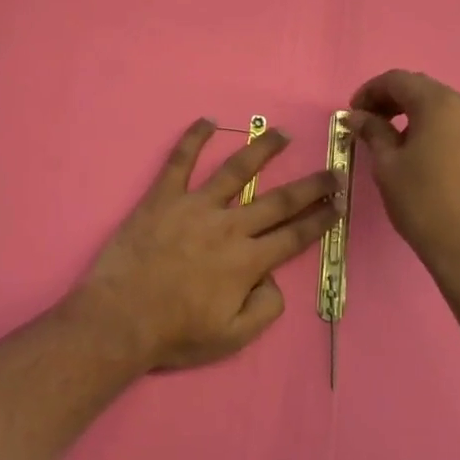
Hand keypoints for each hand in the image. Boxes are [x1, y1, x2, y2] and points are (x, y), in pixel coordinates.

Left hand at [64, 119, 340, 372]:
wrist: (120, 318)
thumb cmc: (175, 332)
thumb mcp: (233, 338)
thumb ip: (264, 308)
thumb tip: (273, 278)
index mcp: (248, 261)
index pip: (295, 236)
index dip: (320, 220)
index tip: (338, 204)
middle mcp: (229, 226)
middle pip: (278, 200)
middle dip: (310, 186)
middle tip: (332, 171)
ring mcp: (195, 206)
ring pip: (236, 170)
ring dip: (262, 150)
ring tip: (281, 134)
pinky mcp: (163, 196)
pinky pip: (180, 160)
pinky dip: (194, 138)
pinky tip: (207, 121)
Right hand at [348, 70, 459, 315]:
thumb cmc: (423, 203)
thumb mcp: (387, 165)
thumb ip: (372, 131)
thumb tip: (357, 115)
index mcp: (440, 104)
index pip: (398, 80)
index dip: (370, 91)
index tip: (354, 113)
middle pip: (424, 90)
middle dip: (394, 101)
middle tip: (370, 123)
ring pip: (446, 107)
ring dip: (418, 115)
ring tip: (398, 140)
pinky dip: (441, 130)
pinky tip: (428, 155)